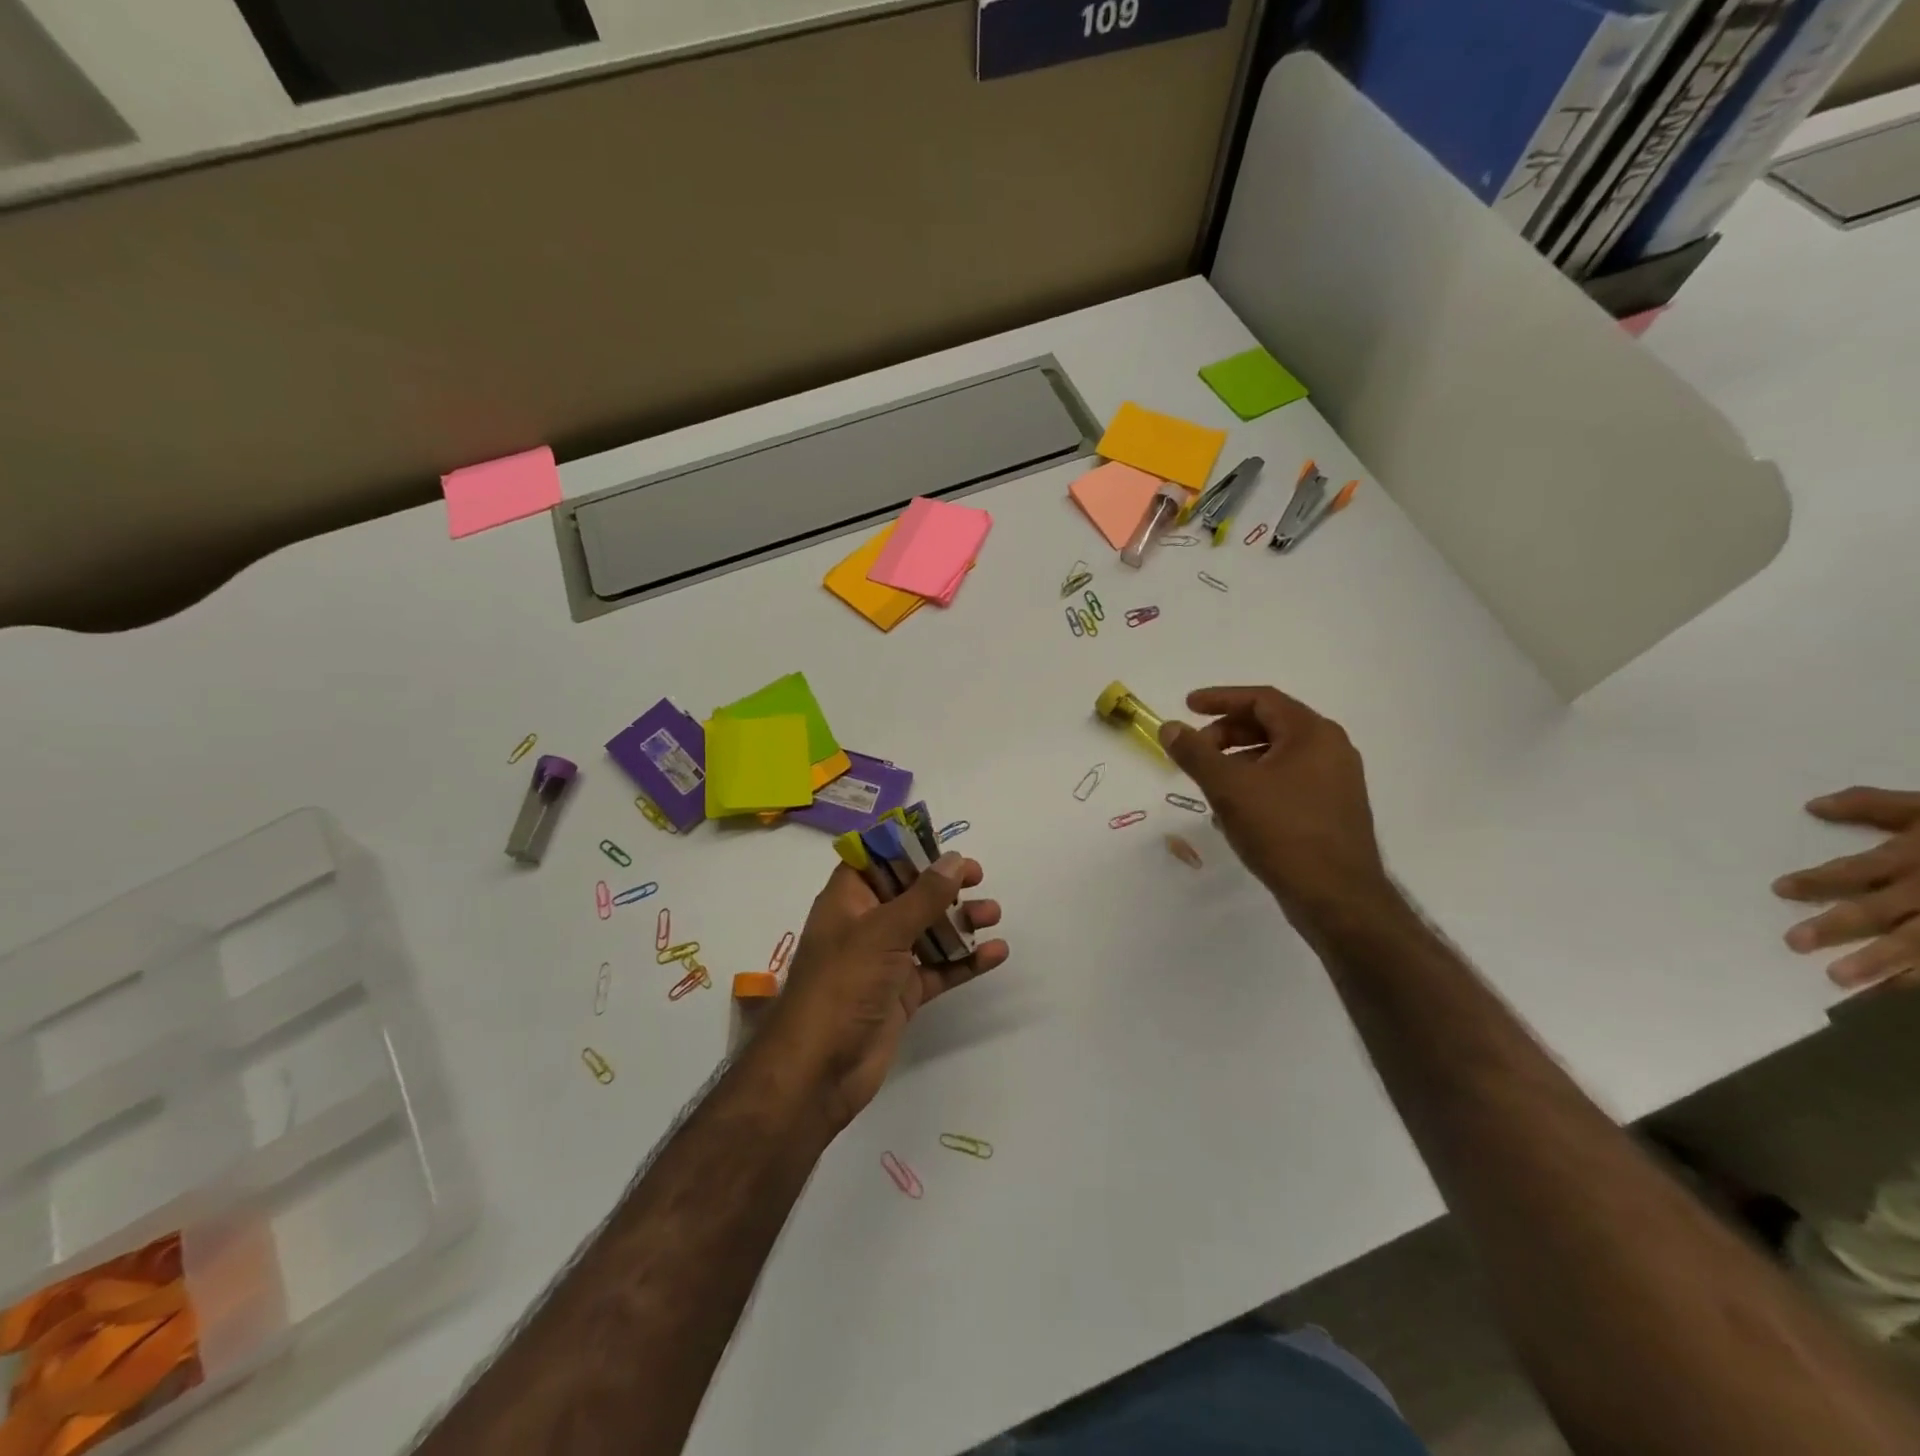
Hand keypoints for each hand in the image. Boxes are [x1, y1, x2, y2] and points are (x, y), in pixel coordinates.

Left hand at [756, 853, 1007, 1131]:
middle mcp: (866, 925)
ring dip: (961, 921)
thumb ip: (923, 896)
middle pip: (909, 893)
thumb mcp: (883, 931)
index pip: (875, 860)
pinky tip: (996, 953)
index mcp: (848, 900)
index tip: (942, 846)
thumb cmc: (843, 984)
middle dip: (943, 884)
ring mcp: (885, 961)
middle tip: (978, 878)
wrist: (819, 1070)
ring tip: (993, 914)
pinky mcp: (902, 994)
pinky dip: (966, 960)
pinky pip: (939, 969)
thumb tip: (954, 860)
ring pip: (928, 930)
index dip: (906, 848)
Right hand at [1159, 686, 1390, 927]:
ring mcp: (1337, 782)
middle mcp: (1331, 749)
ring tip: (1210, 783)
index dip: (1220, 699)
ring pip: (1279, 756)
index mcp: (1312, 733)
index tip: (1187, 706)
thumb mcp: (1228, 788)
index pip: (1261, 699)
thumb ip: (1195, 753)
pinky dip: (1258, 783)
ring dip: (1239, 761)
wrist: (1337, 897)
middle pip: (1271, 725)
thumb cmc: (1282, 831)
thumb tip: (1169, 727)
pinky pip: (1289, 782)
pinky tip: (1235, 810)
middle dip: (1227, 733)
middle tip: (1195, 750)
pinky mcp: (1334, 811)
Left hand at [1772, 787, 1919, 989]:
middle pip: (1880, 911)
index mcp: (1914, 857)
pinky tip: (1900, 996)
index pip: (1855, 871)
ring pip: (1917, 942)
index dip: (1817, 881)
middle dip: (1837, 927)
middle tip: (1794, 942)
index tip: (1779, 890)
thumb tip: (1811, 806)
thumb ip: (1871, 805)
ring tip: (1838, 979)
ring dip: (1880, 963)